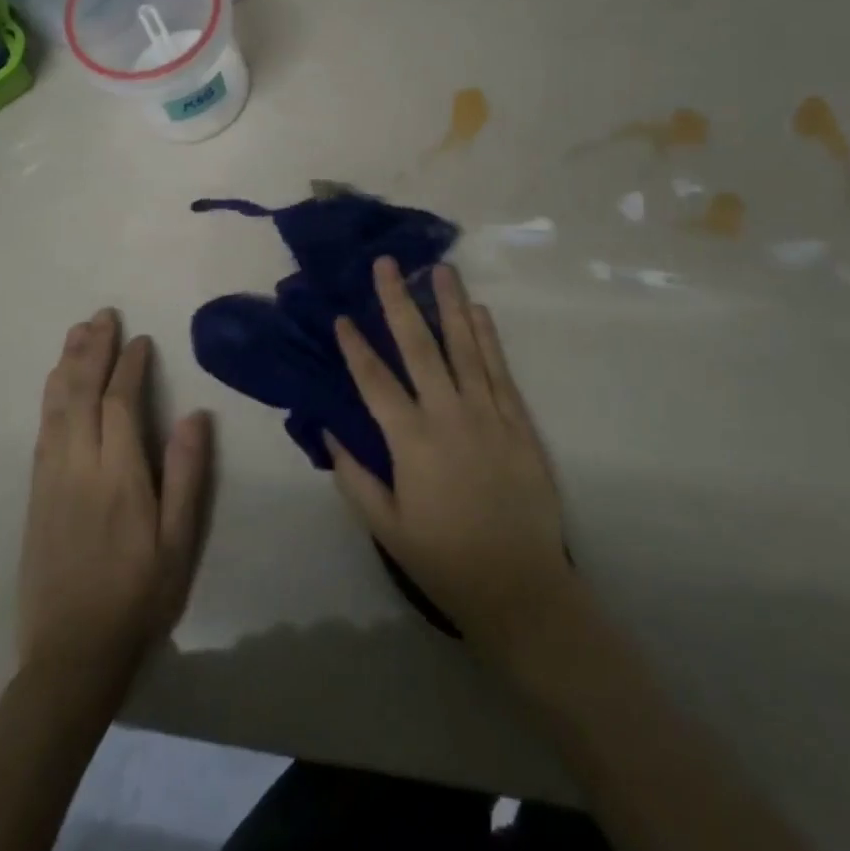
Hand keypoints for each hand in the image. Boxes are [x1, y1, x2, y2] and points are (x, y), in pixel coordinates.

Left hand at [18, 309, 211, 689]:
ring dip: (66, 366)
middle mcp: (78, 468)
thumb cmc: (139, 597)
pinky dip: (50, 399)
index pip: (120, 403)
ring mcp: (50, 482)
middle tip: (101, 315)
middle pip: (80, 394)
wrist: (71, 657)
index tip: (140, 339)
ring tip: (76, 334)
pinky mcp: (35, 498)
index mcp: (119, 476)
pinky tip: (55, 386)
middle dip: (92, 351)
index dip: (130, 366)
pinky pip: (42, 433)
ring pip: (55, 409)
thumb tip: (196, 414)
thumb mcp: (179, 541)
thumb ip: (188, 474)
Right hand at [326, 259, 580, 666]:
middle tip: (388, 264)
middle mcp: (448, 415)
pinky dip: (488, 337)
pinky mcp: (518, 421)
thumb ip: (354, 476)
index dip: (355, 346)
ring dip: (450, 304)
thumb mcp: (386, 528)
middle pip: (419, 347)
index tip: (341, 315)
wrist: (520, 586)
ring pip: (465, 347)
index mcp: (411, 442)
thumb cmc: (444, 559)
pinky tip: (479, 311)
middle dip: (399, 301)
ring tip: (441, 268)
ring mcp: (488, 414)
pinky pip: (500, 369)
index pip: (374, 381)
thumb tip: (329, 428)